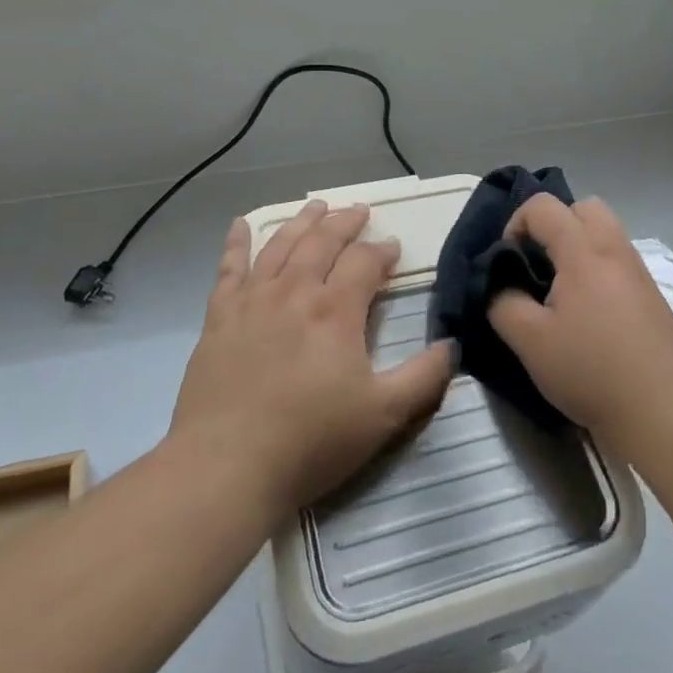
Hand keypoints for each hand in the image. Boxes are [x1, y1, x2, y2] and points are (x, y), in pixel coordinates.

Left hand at [170, 200, 454, 519]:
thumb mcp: (384, 415)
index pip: (364, 263)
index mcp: (335, 310)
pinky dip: (236, 243)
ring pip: (280, 245)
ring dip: (302, 222)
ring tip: (316, 206)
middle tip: (359, 211)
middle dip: (345, 223)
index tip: (394, 249)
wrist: (226, 466)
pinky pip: (228, 268)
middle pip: (322, 242)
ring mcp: (252, 301)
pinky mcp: (219, 318)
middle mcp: (294, 292)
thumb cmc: (311, 441)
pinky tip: (241, 225)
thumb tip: (453, 344)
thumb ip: (424, 377)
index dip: (382, 251)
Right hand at [488, 194, 672, 451]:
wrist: (665, 411)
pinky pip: (616, 261)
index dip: (515, 224)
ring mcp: (638, 272)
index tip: (507, 263)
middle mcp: (615, 250)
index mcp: (584, 251)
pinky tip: (585, 315)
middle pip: (583, 207)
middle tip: (536, 265)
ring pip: (604, 233)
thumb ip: (502, 303)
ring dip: (575, 248)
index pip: (543, 206)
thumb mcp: (530, 341)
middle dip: (552, 225)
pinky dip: (595, 269)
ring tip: (558, 292)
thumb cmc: (592, 370)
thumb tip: (499, 286)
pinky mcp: (651, 297)